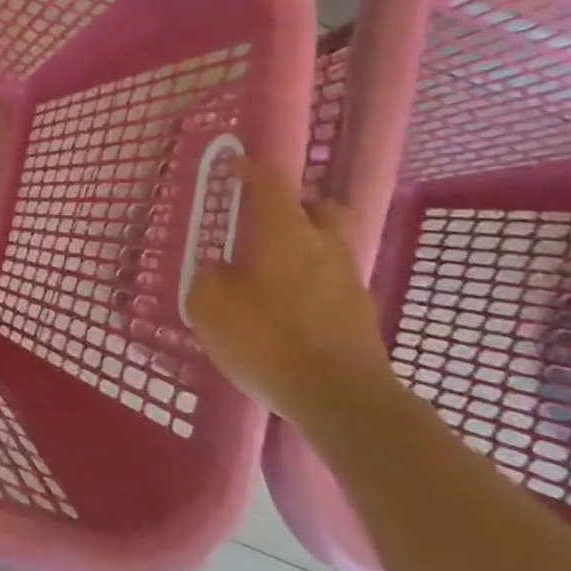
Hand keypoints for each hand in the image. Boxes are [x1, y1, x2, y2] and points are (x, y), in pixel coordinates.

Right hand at [186, 162, 392, 427]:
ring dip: (304, 253)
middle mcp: (323, 245)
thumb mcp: (210, 307)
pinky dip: (312, 290)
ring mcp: (349, 283)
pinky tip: (288, 314)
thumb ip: (207, 280)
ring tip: (271, 277)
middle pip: (320, 209)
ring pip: (328, 250)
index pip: (271, 181)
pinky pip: (333, 288)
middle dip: (297, 207)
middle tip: (268, 221)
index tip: (234, 168)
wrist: (343, 402)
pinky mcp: (362, 320)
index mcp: (285, 229)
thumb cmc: (269, 339)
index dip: (251, 169)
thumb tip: (216, 272)